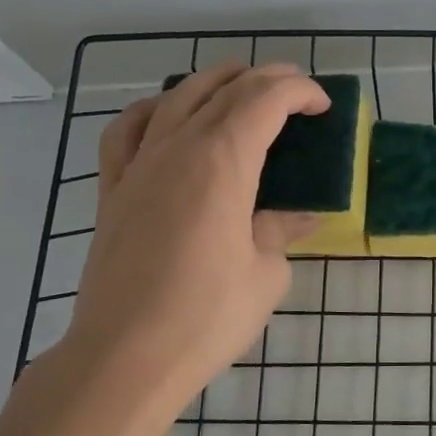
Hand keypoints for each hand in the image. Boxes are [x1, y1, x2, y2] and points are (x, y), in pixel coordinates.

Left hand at [57, 61, 328, 420]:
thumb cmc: (207, 316)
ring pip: (176, 97)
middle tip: (296, 90)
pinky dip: (154, 110)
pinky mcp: (112, 190)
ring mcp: (139, 166)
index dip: (299, 91)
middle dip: (266, 79)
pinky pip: (129, 130)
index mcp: (222, 162)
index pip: (265, 101)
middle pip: (224, 89)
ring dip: (213, 81)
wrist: (126, 356)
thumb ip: (281, 232)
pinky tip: (168, 116)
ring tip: (238, 86)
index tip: (323, 105)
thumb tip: (299, 217)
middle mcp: (178, 149)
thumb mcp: (266, 274)